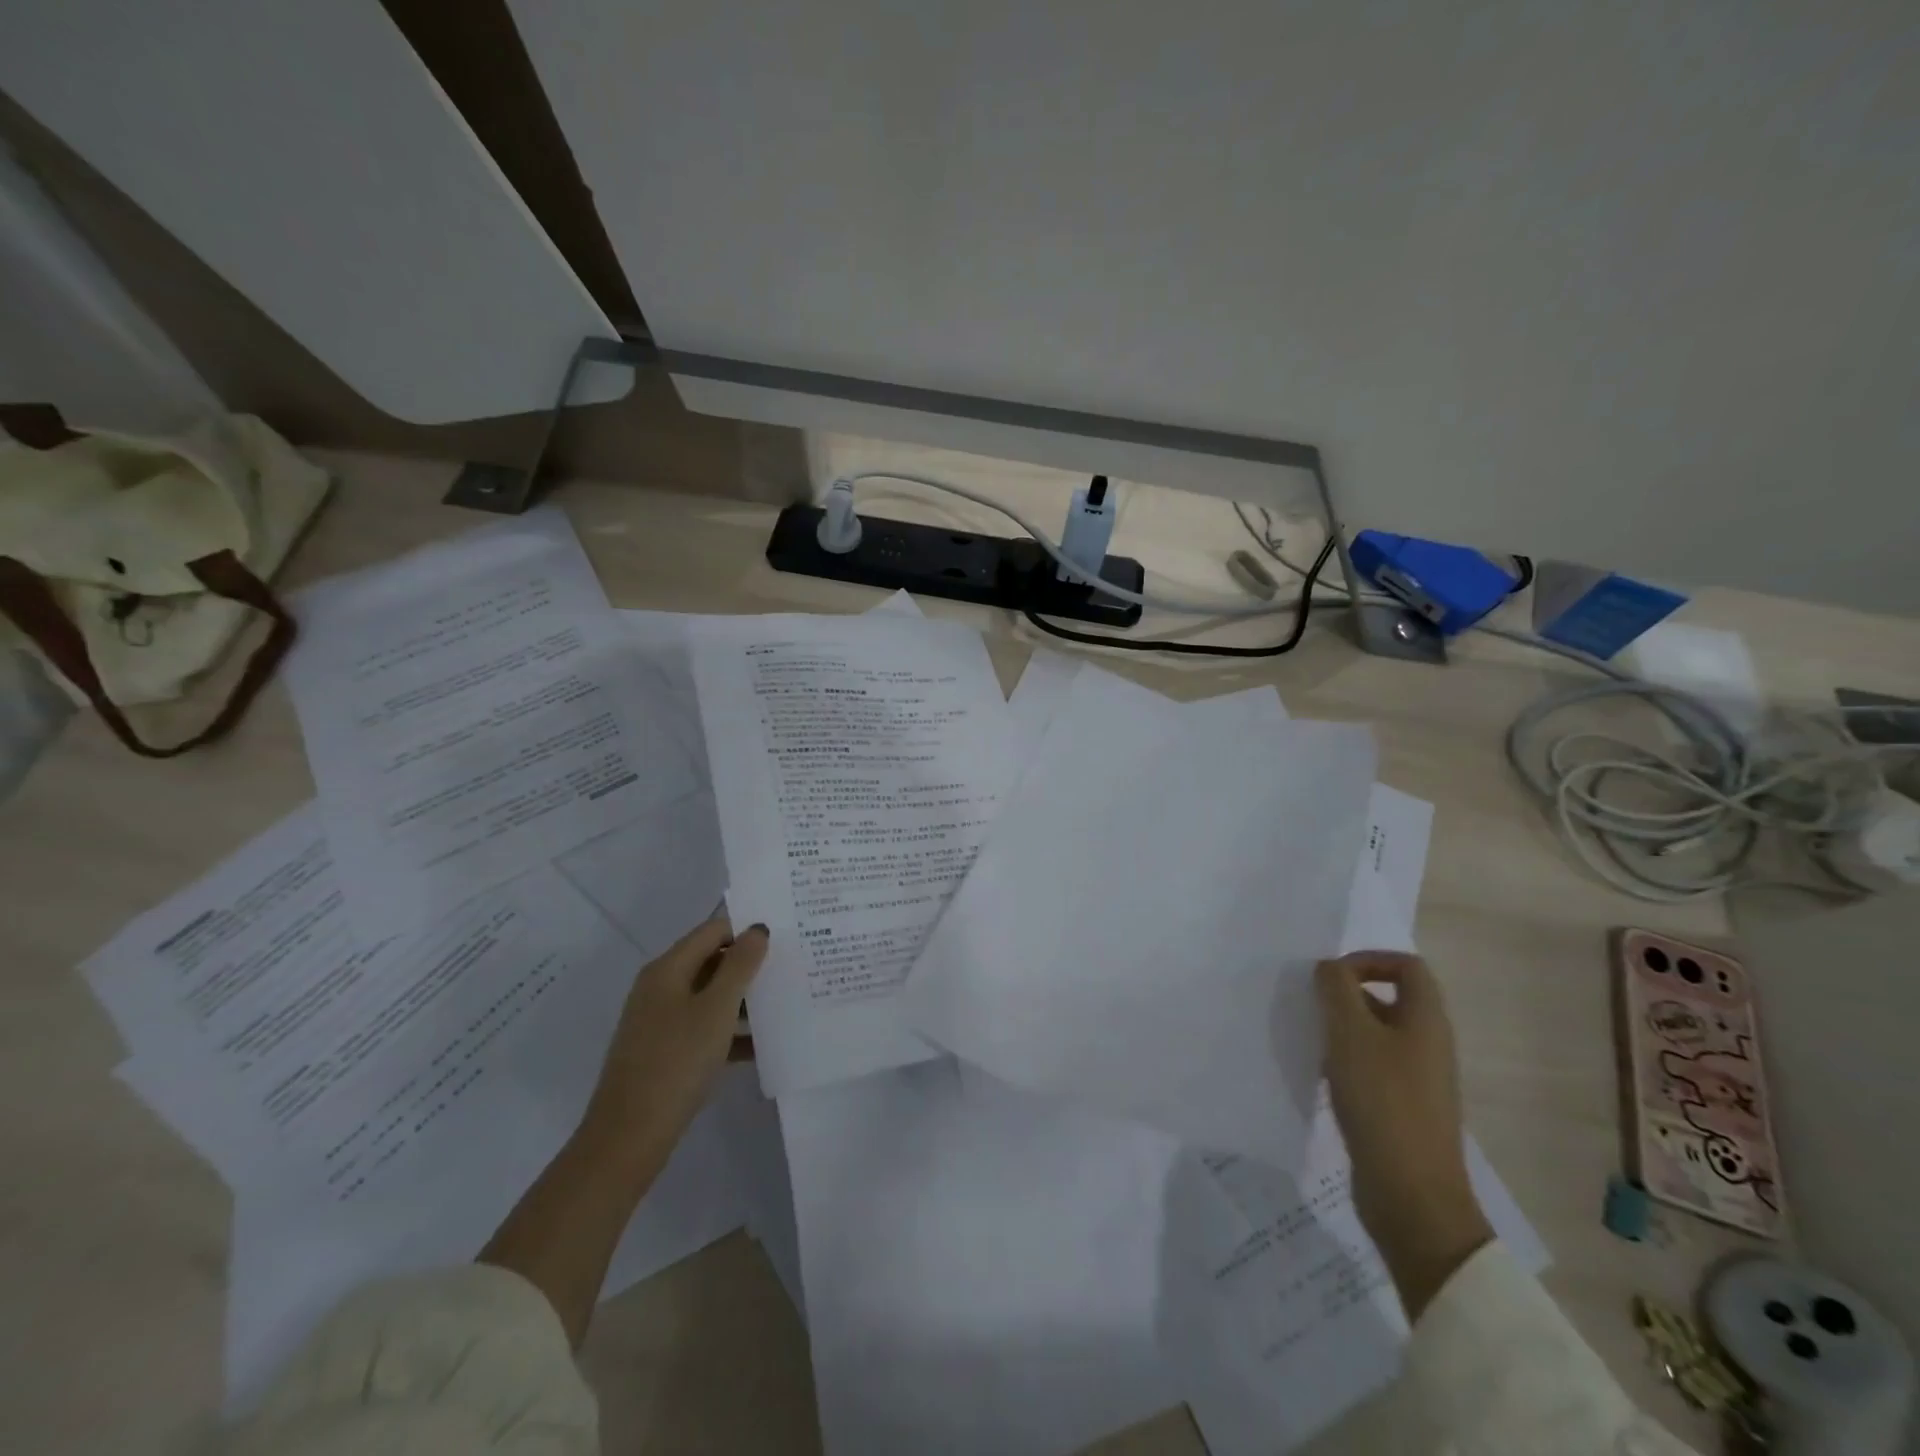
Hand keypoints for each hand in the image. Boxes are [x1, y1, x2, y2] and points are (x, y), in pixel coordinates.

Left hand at [583, 917, 768, 1171]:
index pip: (713, 931)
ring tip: (784, 1007)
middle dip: (749, 965)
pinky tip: (761, 1048)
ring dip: (743, 1000)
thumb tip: (757, 929)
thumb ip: (740, 966)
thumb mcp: (716, 1010)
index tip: (785, 939)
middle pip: (711, 961)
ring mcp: (659, 1021)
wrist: (628, 1136)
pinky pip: (703, 1028)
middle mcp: (660, 988)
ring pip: (709, 997)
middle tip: (791, 970)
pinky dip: (730, 1032)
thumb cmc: (676, 1062)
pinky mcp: (663, 1052)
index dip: (747, 931)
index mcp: (668, 969)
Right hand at [1317, 951, 1492, 1319]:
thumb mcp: (1350, 1034)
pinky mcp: (1402, 1107)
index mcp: (1426, 1020)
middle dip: (1345, 995)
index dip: (1369, 960)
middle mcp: (1428, 1044)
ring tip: (1310, 1041)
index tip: (1330, 976)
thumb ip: (1336, 989)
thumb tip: (1329, 968)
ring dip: (1341, 1029)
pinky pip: (1372, 1066)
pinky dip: (1345, 1062)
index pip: (1407, 966)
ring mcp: (1417, 1079)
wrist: (1411, 1195)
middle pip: (1389, 999)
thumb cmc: (1382, 1102)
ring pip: (1376, 1034)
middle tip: (1311, 1007)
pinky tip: (1320, 1077)